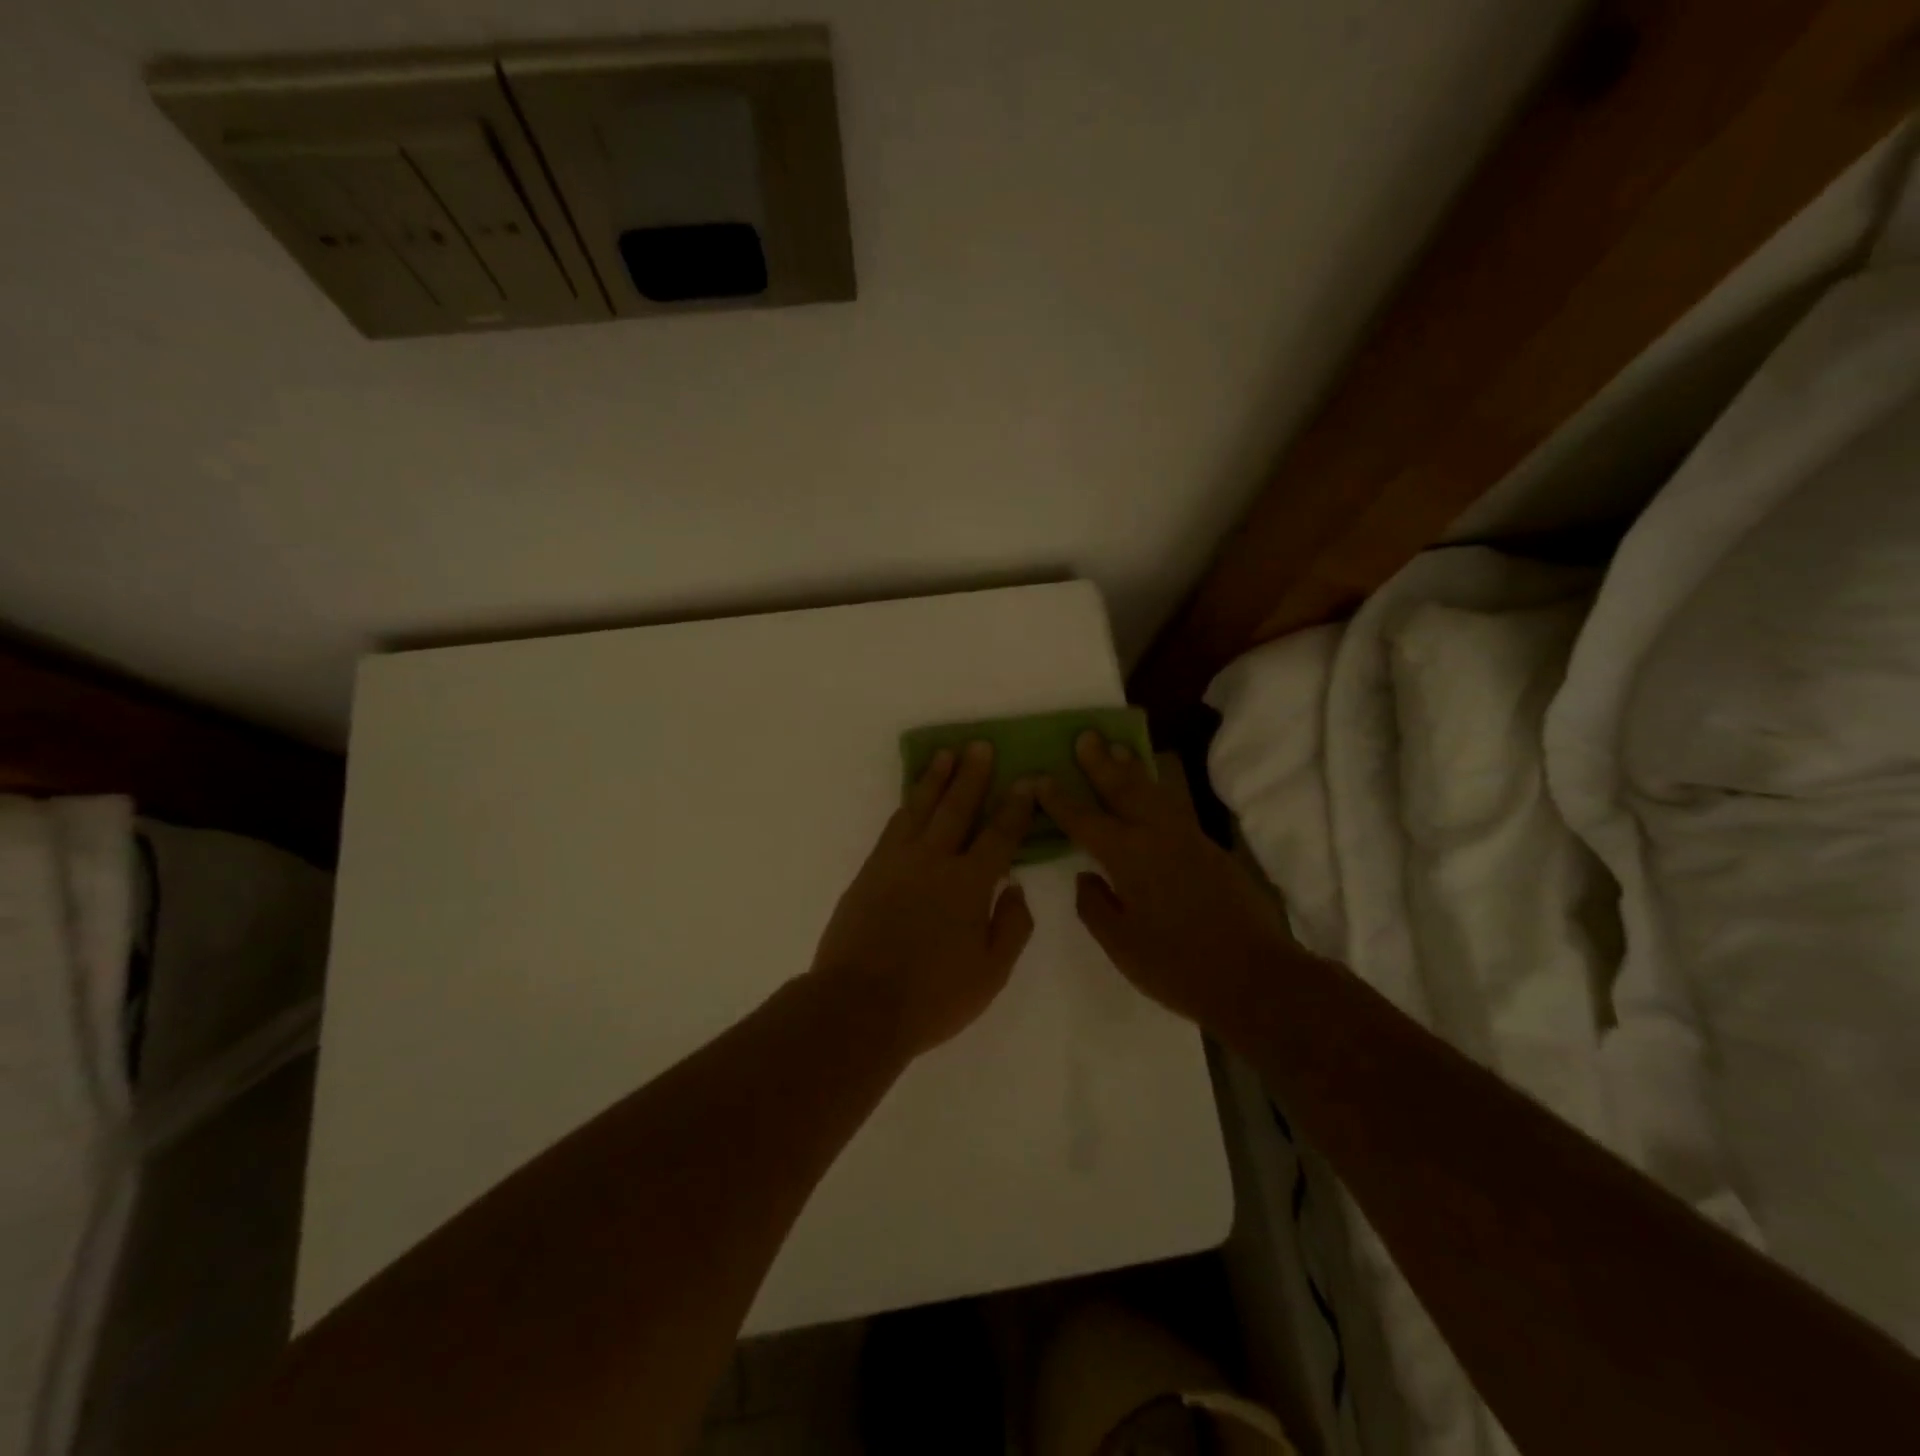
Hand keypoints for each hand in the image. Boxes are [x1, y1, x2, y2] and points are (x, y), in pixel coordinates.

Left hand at [812, 741, 1035, 1058]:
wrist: (859, 1005)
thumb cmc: (933, 996)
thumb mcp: (990, 973)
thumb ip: (1011, 927)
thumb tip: (1016, 888)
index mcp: (969, 884)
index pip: (999, 835)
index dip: (1015, 807)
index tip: (1026, 781)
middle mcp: (933, 861)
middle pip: (957, 807)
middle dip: (972, 775)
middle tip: (980, 745)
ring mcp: (897, 862)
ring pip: (920, 808)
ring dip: (935, 780)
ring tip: (945, 755)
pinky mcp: (870, 870)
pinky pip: (893, 826)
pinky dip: (906, 806)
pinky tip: (912, 799)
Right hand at [1035, 733, 1293, 1029]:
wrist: (1256, 978)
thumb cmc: (1177, 966)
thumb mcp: (1121, 944)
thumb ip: (1095, 905)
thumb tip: (1086, 877)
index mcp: (1128, 856)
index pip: (1083, 819)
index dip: (1058, 799)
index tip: (1039, 776)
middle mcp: (1157, 835)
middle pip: (1123, 789)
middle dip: (1101, 762)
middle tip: (1086, 735)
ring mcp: (1189, 839)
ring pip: (1154, 793)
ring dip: (1132, 769)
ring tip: (1118, 748)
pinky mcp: (1211, 850)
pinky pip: (1173, 808)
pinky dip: (1155, 791)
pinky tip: (1151, 793)